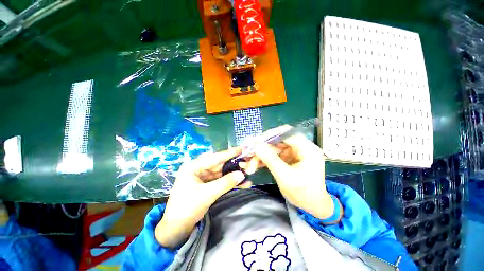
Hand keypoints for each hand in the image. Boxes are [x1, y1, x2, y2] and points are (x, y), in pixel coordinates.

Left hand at [155, 148, 251, 247]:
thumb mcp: (207, 194)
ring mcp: (203, 177)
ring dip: (233, 173)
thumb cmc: (187, 208)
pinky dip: (230, 182)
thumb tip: (242, 174)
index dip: (229, 153)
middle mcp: (198, 169)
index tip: (241, 148)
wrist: (176, 228)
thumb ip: (225, 183)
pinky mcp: (207, 184)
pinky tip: (241, 183)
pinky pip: (220, 180)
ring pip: (221, 172)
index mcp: (193, 166)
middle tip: (246, 160)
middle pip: (219, 164)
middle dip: (233, 163)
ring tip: (247, 171)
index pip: (214, 157)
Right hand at [247, 125, 334, 219]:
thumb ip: (270, 159)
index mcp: (307, 149)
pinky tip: (254, 165)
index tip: (255, 143)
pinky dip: (264, 159)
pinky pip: (274, 155)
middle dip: (262, 148)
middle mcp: (301, 147)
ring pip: (274, 148)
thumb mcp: (285, 176)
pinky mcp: (288, 158)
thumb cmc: (303, 193)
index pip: (287, 133)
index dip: (270, 135)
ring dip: (261, 155)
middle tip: (249, 154)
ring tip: (250, 164)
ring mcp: (294, 153)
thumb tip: (256, 145)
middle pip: (278, 140)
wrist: (312, 206)